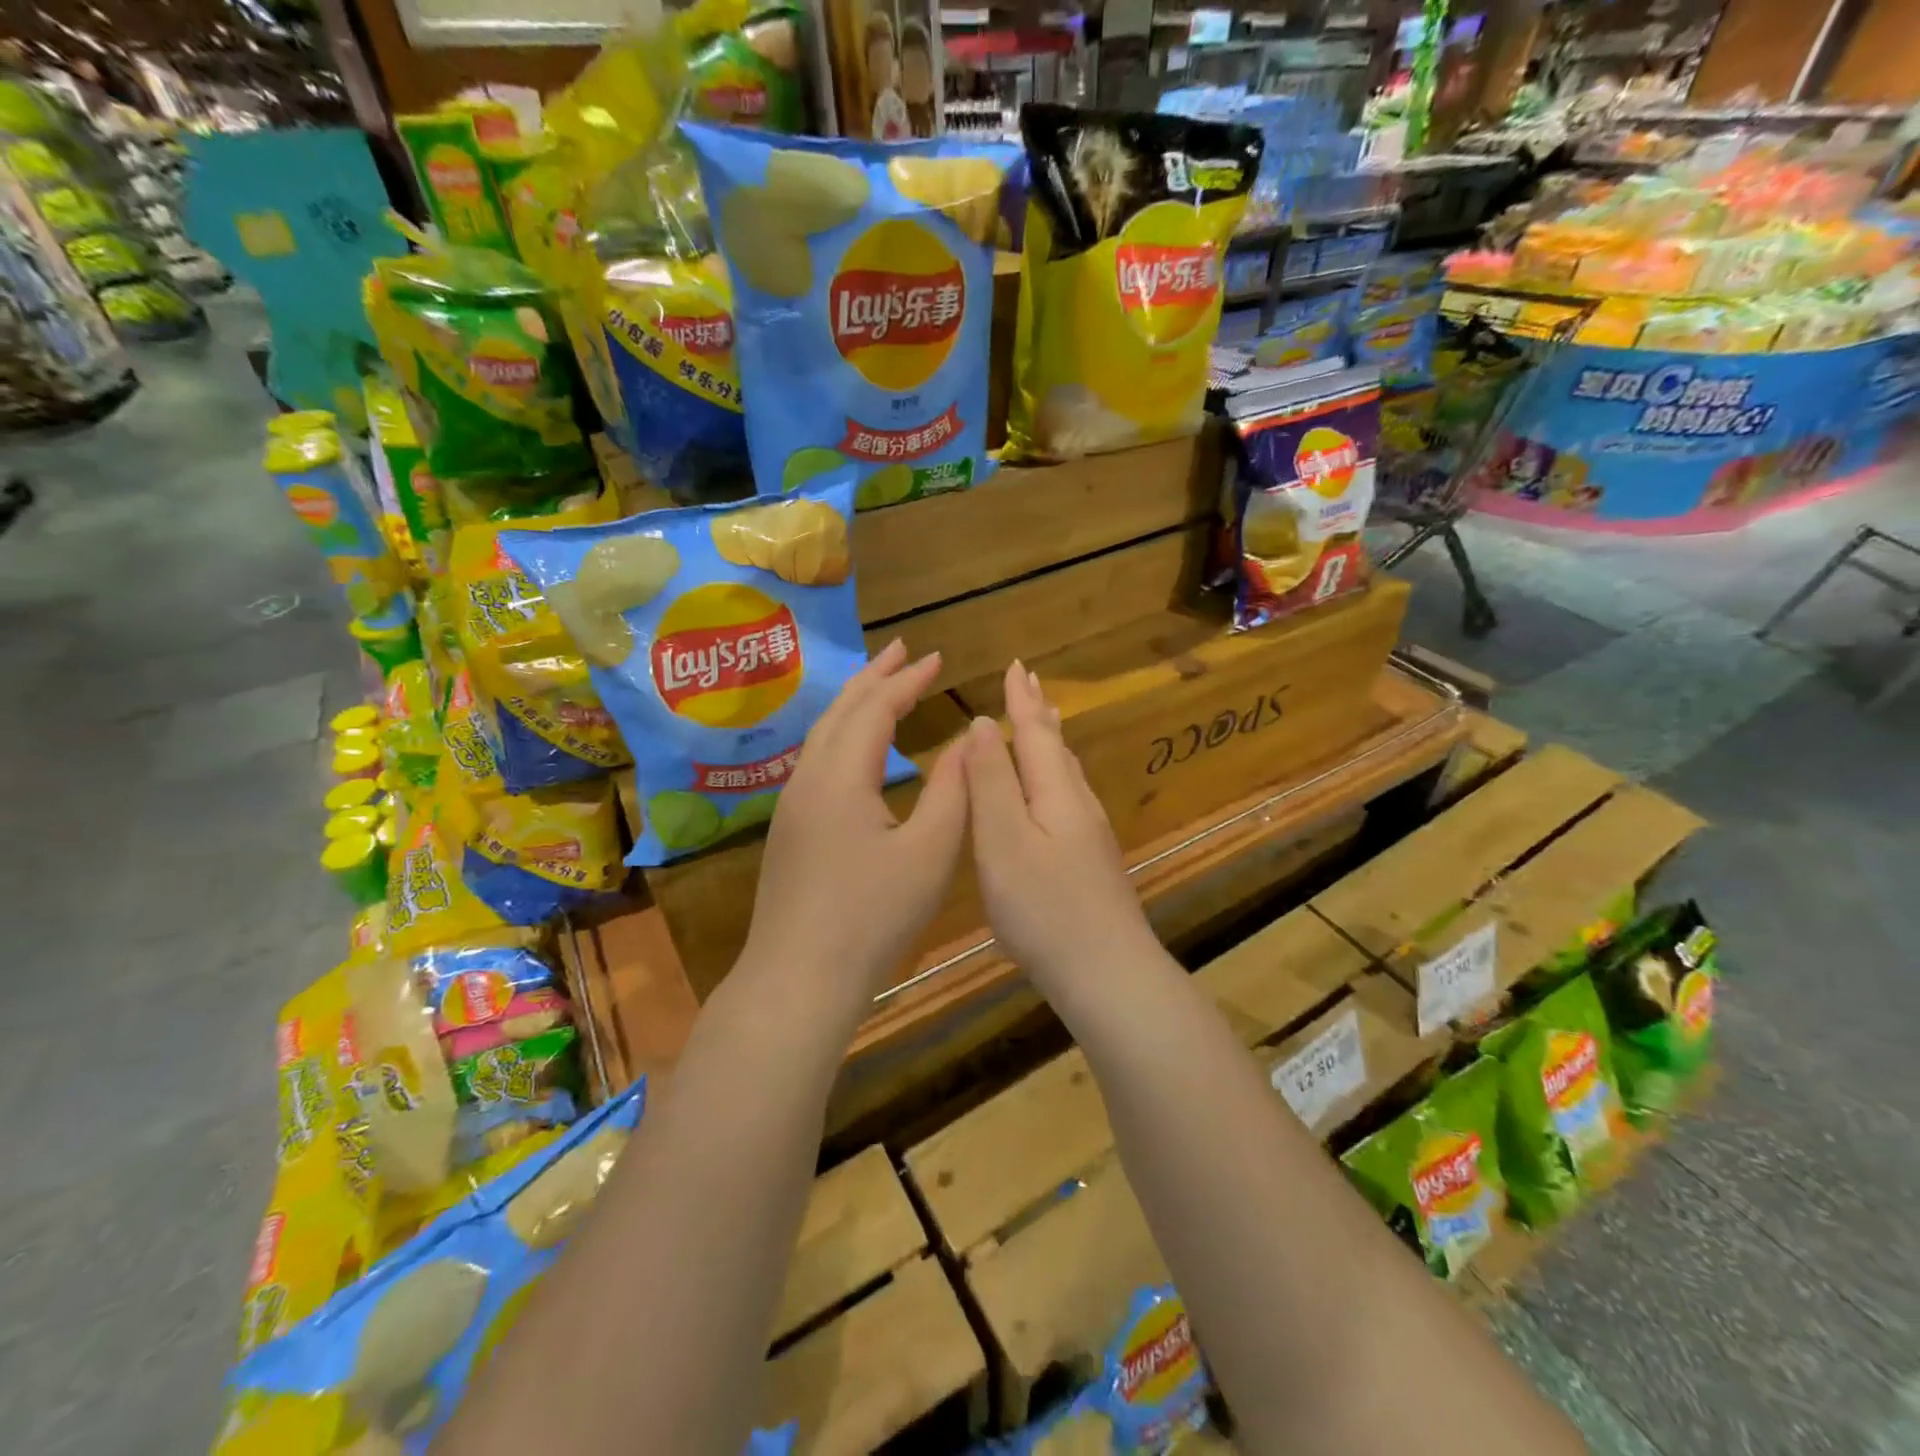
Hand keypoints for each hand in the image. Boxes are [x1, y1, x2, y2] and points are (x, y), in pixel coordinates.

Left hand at [741, 639, 968, 1015]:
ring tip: (881, 685)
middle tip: (903, 650)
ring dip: (855, 703)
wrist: (798, 978)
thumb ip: (954, 789)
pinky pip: (817, 759)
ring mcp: (793, 805)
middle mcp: (808, 778)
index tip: (938, 656)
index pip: (876, 708)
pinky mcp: (790, 829)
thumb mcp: (930, 853)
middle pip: (841, 710)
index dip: (908, 679)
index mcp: (841, 776)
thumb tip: (969, 738)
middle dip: (874, 676)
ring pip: (823, 734)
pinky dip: (843, 734)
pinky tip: (856, 748)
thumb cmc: (872, 917)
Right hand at [963, 661, 1156, 997]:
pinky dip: (1053, 775)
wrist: (1107, 972)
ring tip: (1043, 721)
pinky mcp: (1090, 861)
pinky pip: (1067, 797)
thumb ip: (992, 781)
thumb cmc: (1044, 907)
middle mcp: (1078, 803)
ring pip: (1065, 772)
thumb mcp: (1003, 840)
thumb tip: (982, 723)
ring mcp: (1089, 834)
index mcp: (1055, 792)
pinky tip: (1052, 791)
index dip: (1022, 699)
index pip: (1034, 731)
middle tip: (1030, 683)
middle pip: (1056, 746)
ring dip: (1049, 741)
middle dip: (1038, 713)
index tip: (1016, 666)